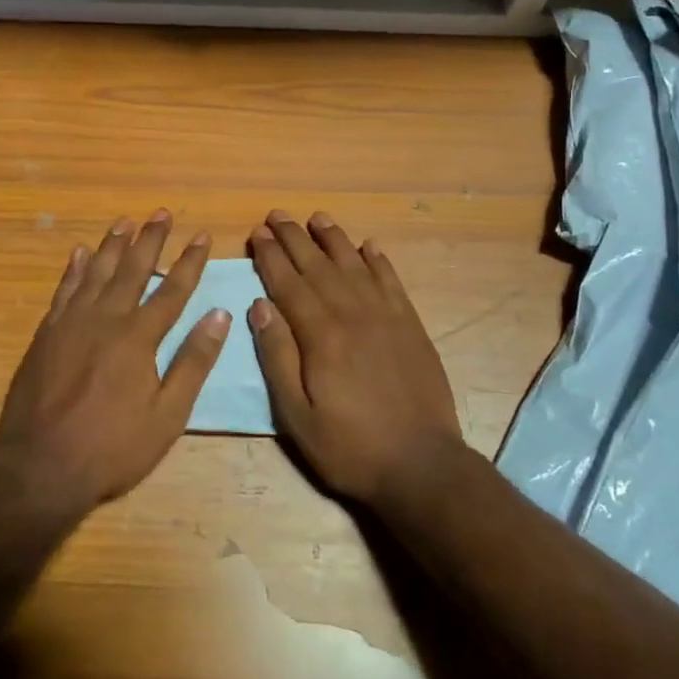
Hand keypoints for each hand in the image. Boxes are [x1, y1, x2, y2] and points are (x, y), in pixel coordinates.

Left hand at [0, 210, 227, 511]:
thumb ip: (193, 362)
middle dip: (151, 239)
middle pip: (133, 269)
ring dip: (113, 245)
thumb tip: (219, 315)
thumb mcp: (167, 415)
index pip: (173, 289)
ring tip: (125, 221)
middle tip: (161, 212)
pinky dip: (73, 269)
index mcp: (139, 337)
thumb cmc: (112, 447)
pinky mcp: (46, 333)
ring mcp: (72, 323)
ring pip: (96, 271)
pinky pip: (63, 290)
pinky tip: (79, 253)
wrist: (39, 467)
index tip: (202, 234)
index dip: (190, 261)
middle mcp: (106, 318)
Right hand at [247, 210, 462, 505]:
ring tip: (317, 217)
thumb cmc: (350, 446)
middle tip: (276, 215)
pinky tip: (369, 245)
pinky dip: (378, 260)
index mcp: (321, 335)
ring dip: (333, 238)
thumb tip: (259, 305)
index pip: (289, 283)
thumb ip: (277, 357)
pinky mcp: (411, 324)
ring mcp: (386, 315)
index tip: (256, 233)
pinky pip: (391, 281)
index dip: (270, 256)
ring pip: (354, 264)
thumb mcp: (297, 416)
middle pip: (318, 265)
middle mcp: (352, 313)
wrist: (422, 464)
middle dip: (294, 237)